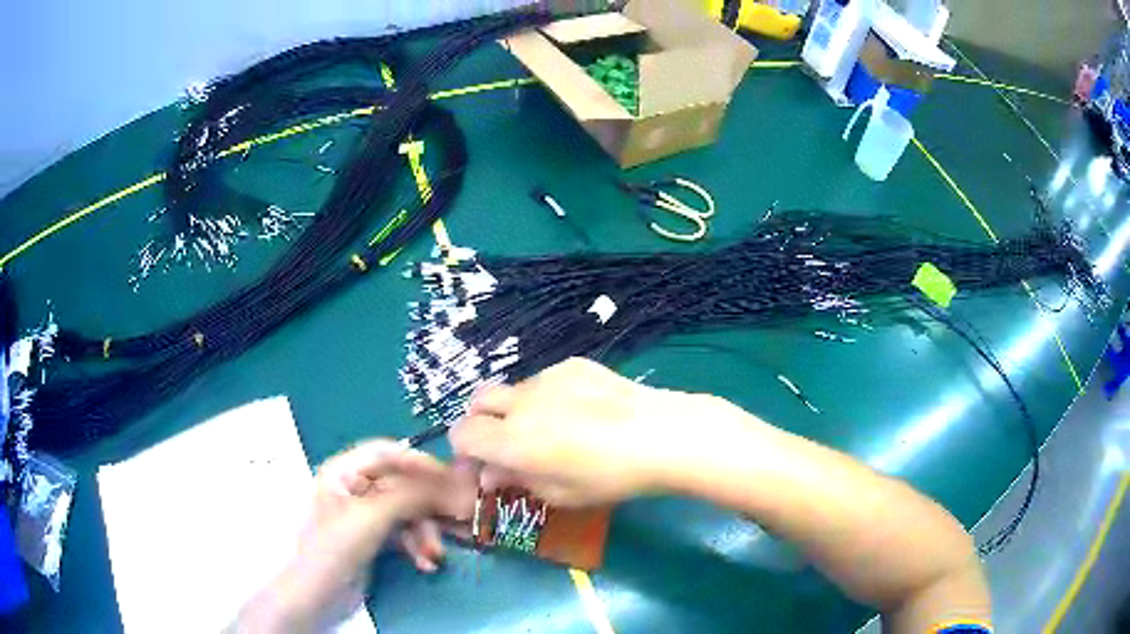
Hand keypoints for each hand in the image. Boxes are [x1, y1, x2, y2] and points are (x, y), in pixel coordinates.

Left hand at [237, 440, 475, 631]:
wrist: (318, 595)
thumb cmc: (336, 548)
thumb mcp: (372, 517)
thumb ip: (409, 495)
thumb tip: (450, 485)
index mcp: (343, 471)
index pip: (386, 453)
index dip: (419, 462)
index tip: (451, 477)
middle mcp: (354, 488)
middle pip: (401, 485)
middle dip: (428, 506)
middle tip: (458, 519)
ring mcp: (364, 515)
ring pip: (406, 512)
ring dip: (425, 532)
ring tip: (435, 554)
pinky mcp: (372, 539)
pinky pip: (403, 533)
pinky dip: (417, 546)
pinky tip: (425, 563)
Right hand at [450, 358, 698, 506]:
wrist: (661, 435)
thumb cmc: (610, 477)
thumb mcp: (559, 494)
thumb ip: (516, 480)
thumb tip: (491, 473)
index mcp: (511, 441)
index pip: (461, 435)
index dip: (465, 451)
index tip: (484, 465)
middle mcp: (520, 403)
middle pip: (476, 402)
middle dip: (480, 423)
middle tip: (505, 445)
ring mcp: (546, 378)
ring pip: (511, 391)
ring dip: (514, 410)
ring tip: (551, 429)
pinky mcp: (572, 365)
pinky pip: (543, 380)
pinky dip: (545, 397)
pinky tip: (580, 411)